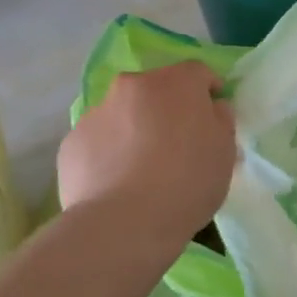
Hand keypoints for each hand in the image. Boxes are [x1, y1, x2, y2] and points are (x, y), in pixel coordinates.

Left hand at [57, 61, 234, 248]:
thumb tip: (211, 108)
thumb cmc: (186, 182)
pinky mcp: (71, 142)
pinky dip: (110, 154)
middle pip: (156, 90)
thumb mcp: (225, 152)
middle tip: (178, 144)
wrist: (122, 223)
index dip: (208, 91)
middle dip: (168, 109)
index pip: (198, 72)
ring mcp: (96, 113)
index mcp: (175, 83)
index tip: (213, 116)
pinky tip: (118, 185)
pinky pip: (100, 141)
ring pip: (124, 114)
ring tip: (143, 171)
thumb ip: (221, 120)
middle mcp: (132, 86)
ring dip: (136, 130)